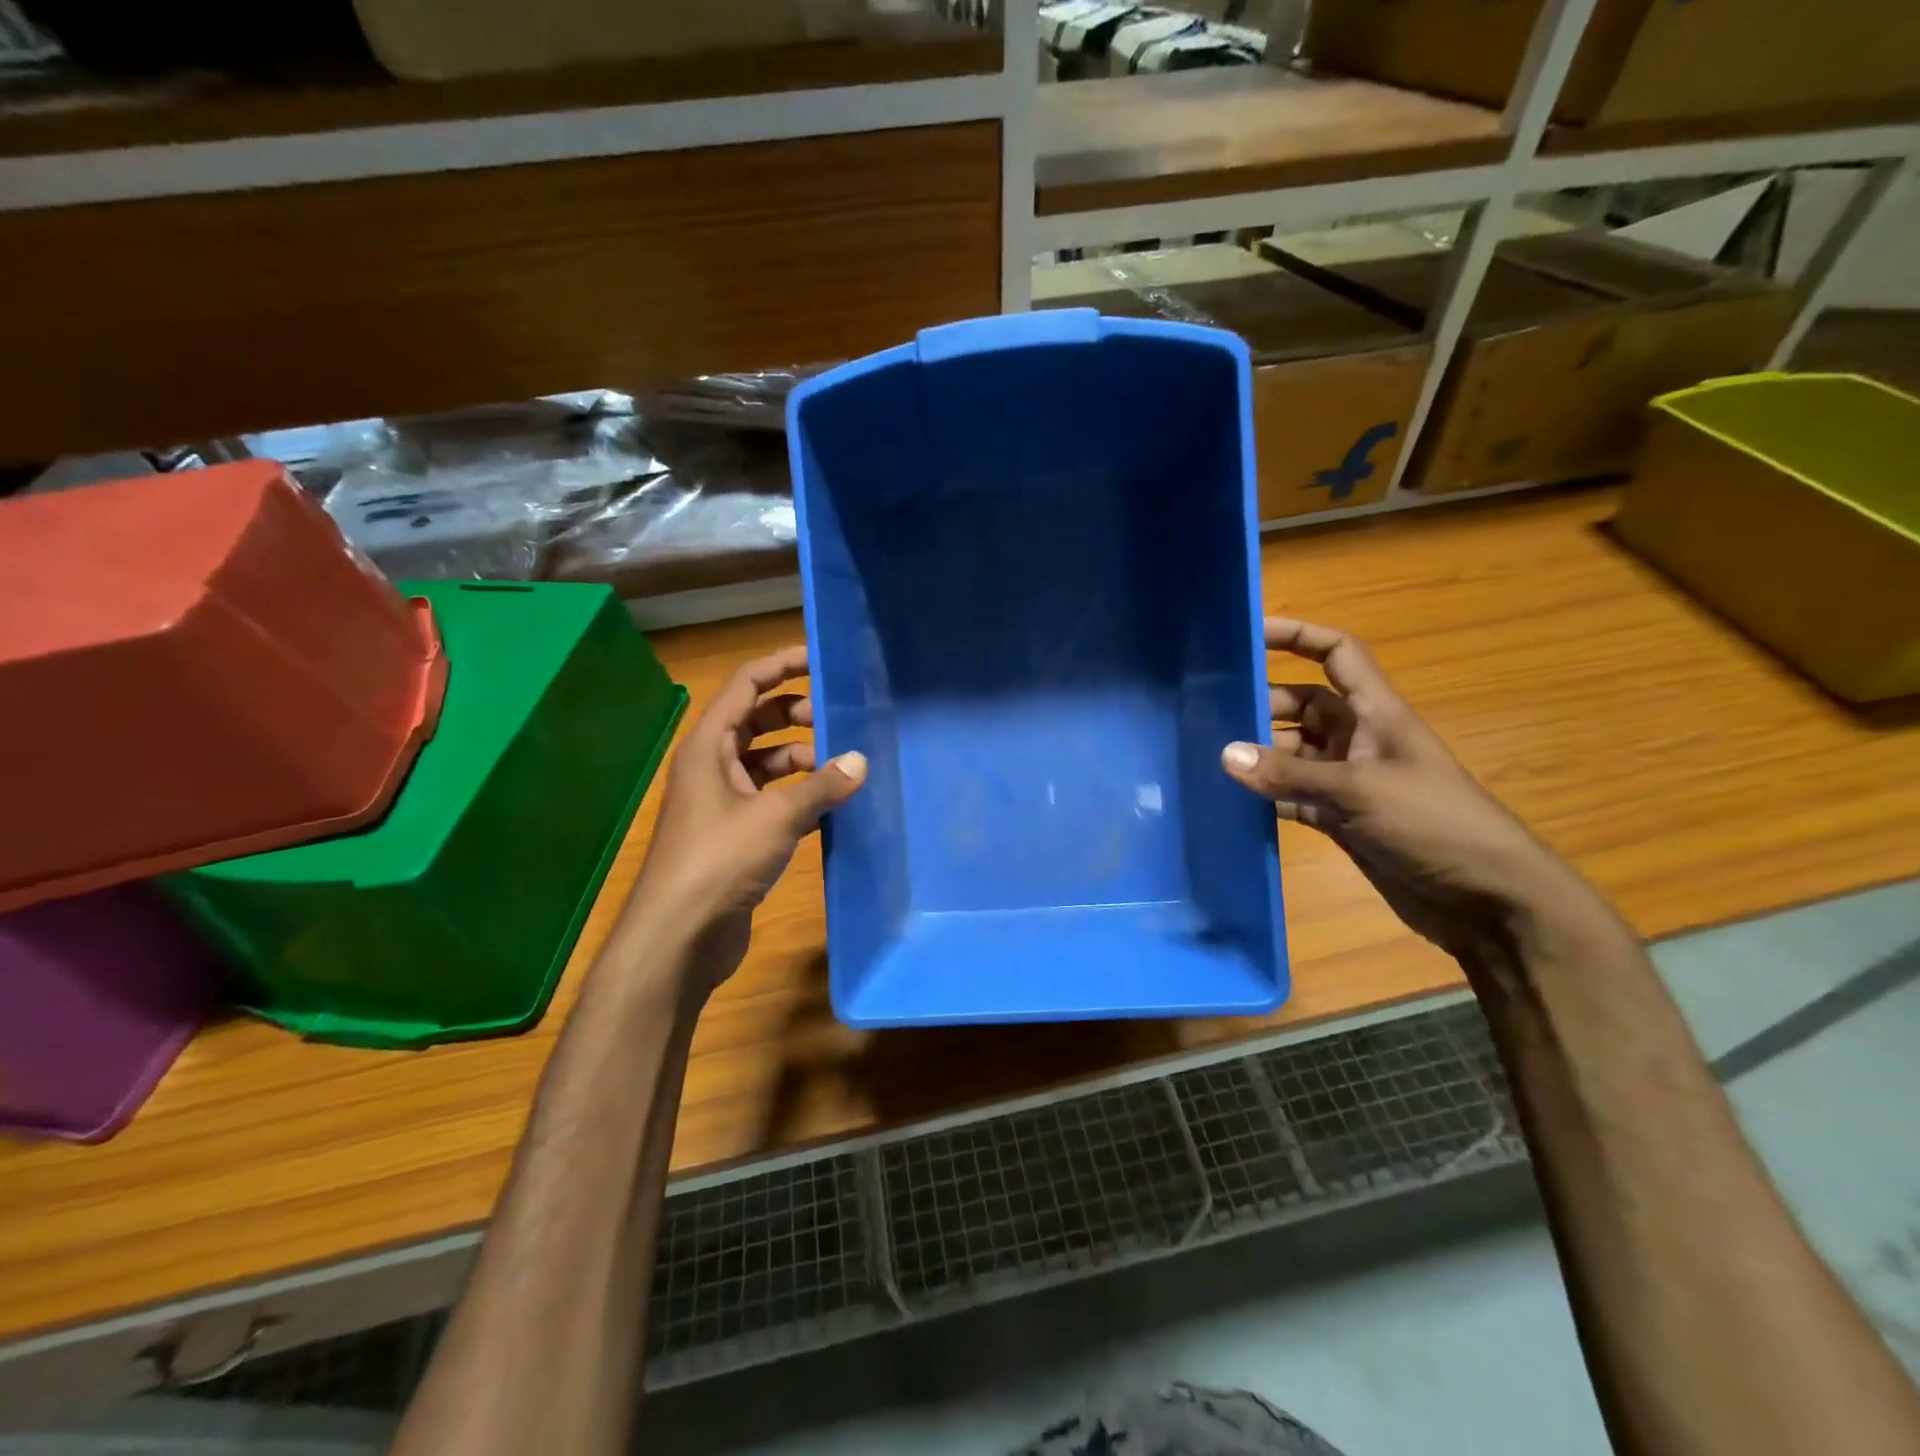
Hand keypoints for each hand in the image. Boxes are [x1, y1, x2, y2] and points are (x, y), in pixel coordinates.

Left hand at [625, 645, 864, 991]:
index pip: (745, 686)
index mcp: (709, 747)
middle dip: (797, 716)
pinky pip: (771, 799)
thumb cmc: (719, 861)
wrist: (679, 936)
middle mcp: (712, 767)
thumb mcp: (776, 817)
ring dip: (801, 760)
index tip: (821, 661)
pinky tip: (831, 805)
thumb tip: (860, 760)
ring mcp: (722, 802)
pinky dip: (798, 796)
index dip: (781, 666)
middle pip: (757, 722)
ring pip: (766, 763)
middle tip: (841, 721)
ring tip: (843, 768)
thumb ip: (822, 786)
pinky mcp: (734, 835)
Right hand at [1220, 617, 1596, 958]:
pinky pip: (1292, 796)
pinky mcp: (1340, 818)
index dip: (1298, 635)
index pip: (1337, 654)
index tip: (1250, 633)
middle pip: (1302, 705)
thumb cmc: (1433, 824)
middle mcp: (1359, 739)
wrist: (1485, 899)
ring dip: (1258, 757)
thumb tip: (1225, 755)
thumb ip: (1289, 773)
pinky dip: (1266, 797)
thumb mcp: (1359, 791)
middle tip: (1207, 714)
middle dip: (1261, 705)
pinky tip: (1230, 802)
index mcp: (1376, 713)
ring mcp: (1348, 781)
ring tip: (1207, 760)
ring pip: (1292, 754)